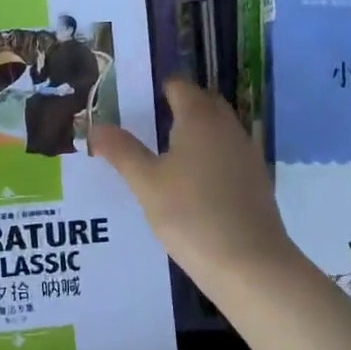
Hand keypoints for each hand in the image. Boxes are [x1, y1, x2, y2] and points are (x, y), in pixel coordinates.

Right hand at [90, 78, 297, 289]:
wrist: (249, 263)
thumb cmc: (190, 214)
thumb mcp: (145, 183)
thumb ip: (121, 151)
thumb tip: (96, 127)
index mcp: (200, 118)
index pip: (179, 86)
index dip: (155, 89)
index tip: (132, 103)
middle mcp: (227, 127)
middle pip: (201, 104)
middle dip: (175, 108)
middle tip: (144, 126)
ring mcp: (246, 153)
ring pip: (216, 130)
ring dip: (192, 134)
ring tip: (161, 155)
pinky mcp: (254, 180)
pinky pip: (226, 155)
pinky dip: (207, 158)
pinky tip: (189, 184)